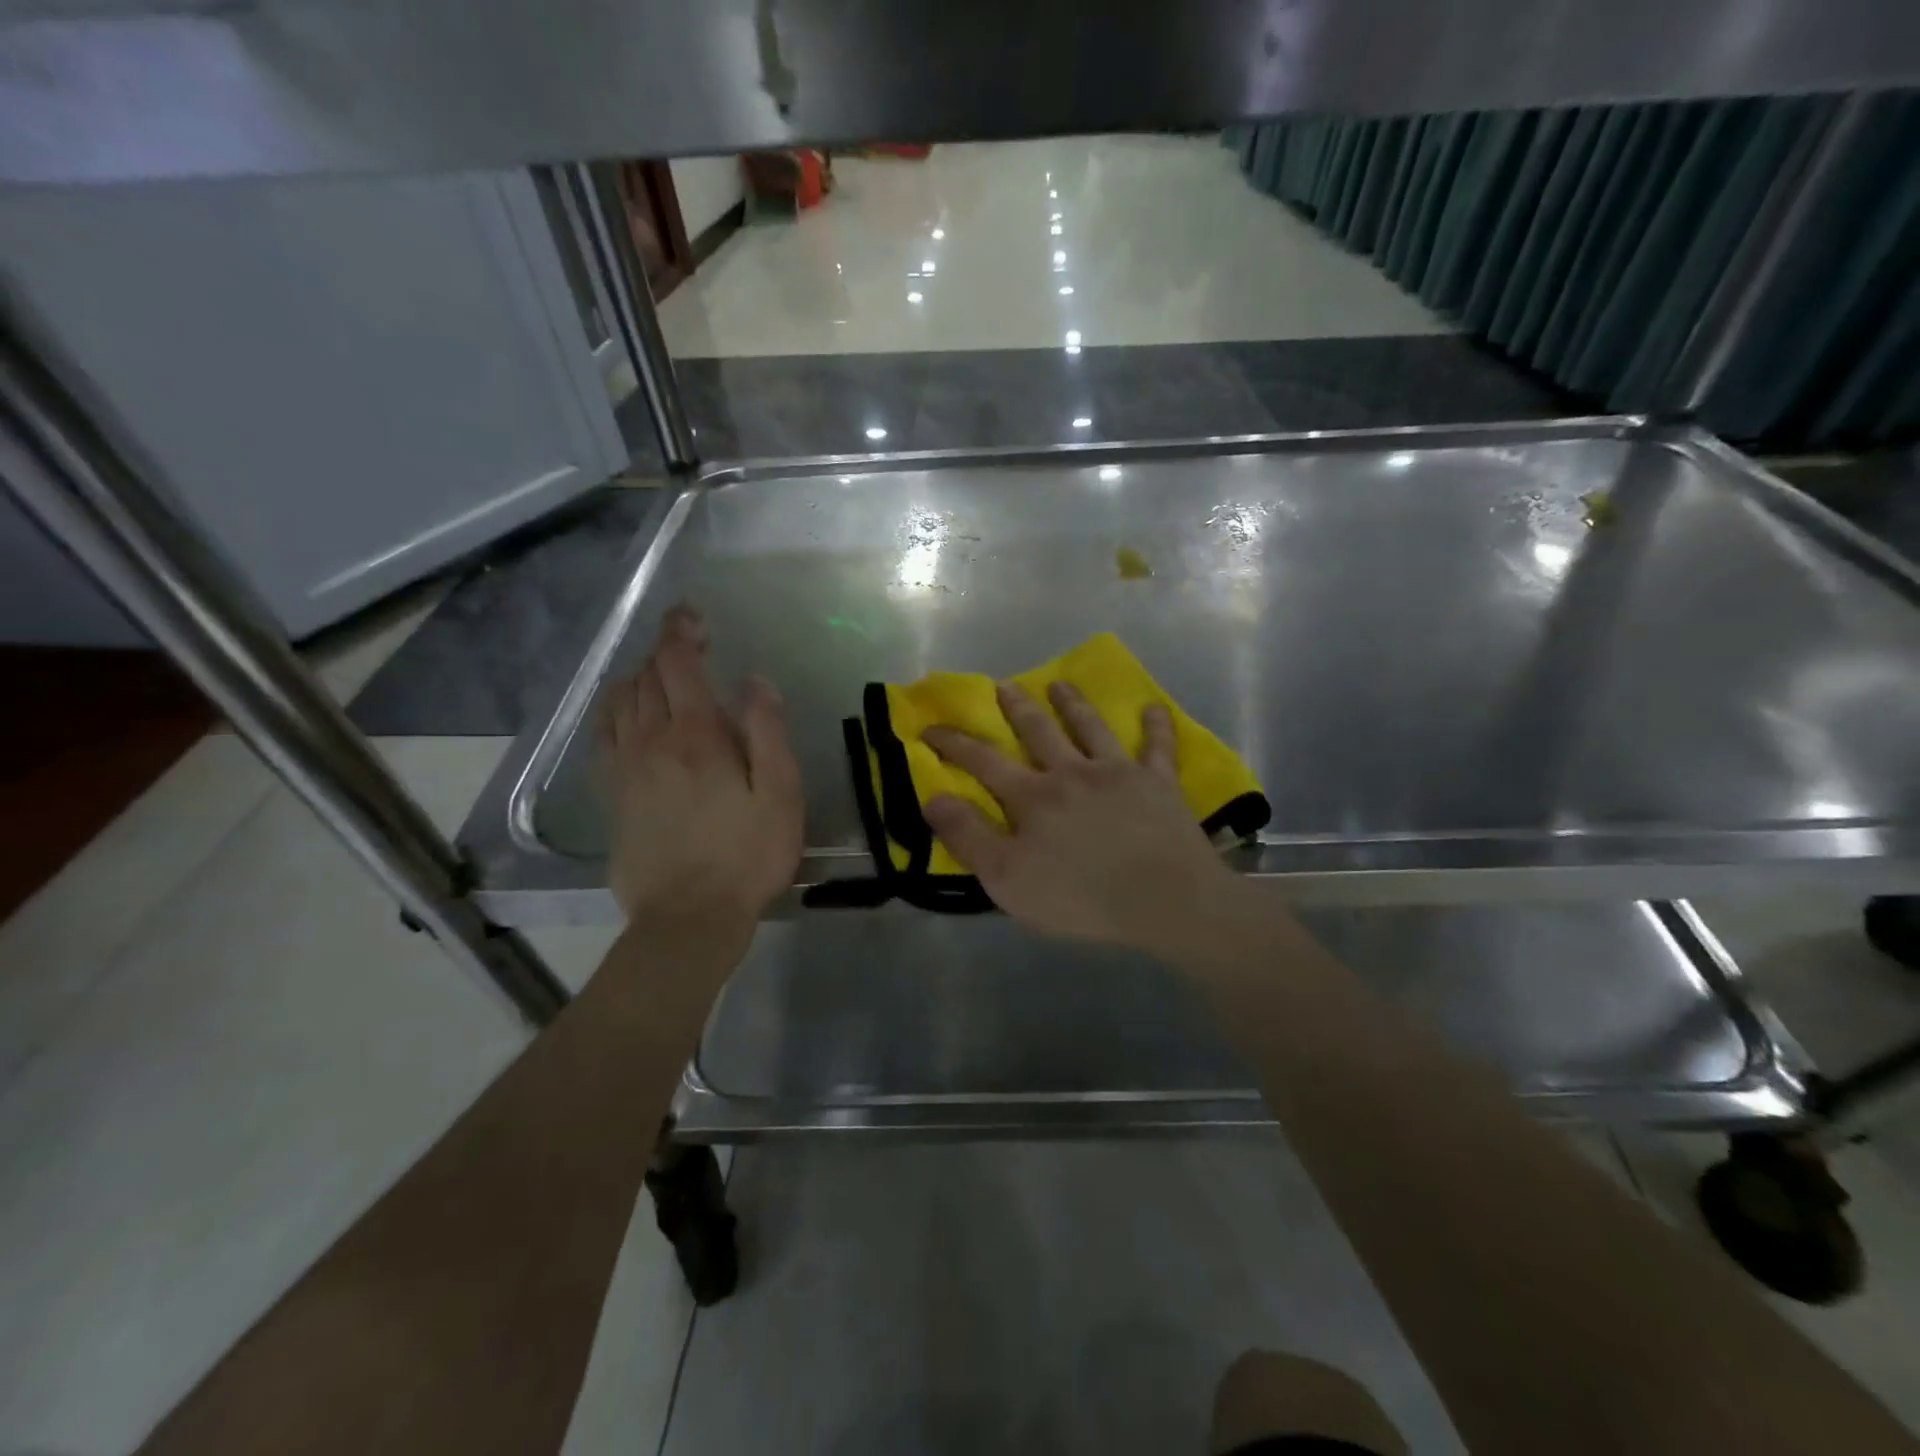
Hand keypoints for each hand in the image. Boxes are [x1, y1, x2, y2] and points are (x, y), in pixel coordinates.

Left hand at [598, 605, 802, 929]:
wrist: (688, 917)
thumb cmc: (747, 855)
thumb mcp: (780, 793)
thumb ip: (767, 731)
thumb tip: (754, 681)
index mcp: (697, 736)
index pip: (677, 664)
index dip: (681, 631)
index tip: (692, 615)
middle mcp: (652, 741)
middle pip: (646, 678)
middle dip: (665, 651)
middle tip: (691, 645)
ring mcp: (625, 768)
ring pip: (619, 702)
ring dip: (638, 677)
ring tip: (660, 673)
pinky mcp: (612, 795)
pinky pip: (603, 734)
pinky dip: (614, 710)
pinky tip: (626, 713)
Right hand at [922, 681, 1240, 953]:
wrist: (1163, 900)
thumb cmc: (1079, 897)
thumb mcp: (1007, 878)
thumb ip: (968, 837)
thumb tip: (934, 798)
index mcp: (1033, 797)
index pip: (983, 761)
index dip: (954, 743)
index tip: (931, 727)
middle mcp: (1072, 772)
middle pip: (1038, 732)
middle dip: (1017, 708)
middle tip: (1004, 685)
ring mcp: (1118, 773)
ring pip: (1091, 728)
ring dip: (1074, 704)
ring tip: (1060, 683)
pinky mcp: (1159, 784)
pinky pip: (1158, 748)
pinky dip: (1156, 727)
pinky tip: (1154, 708)